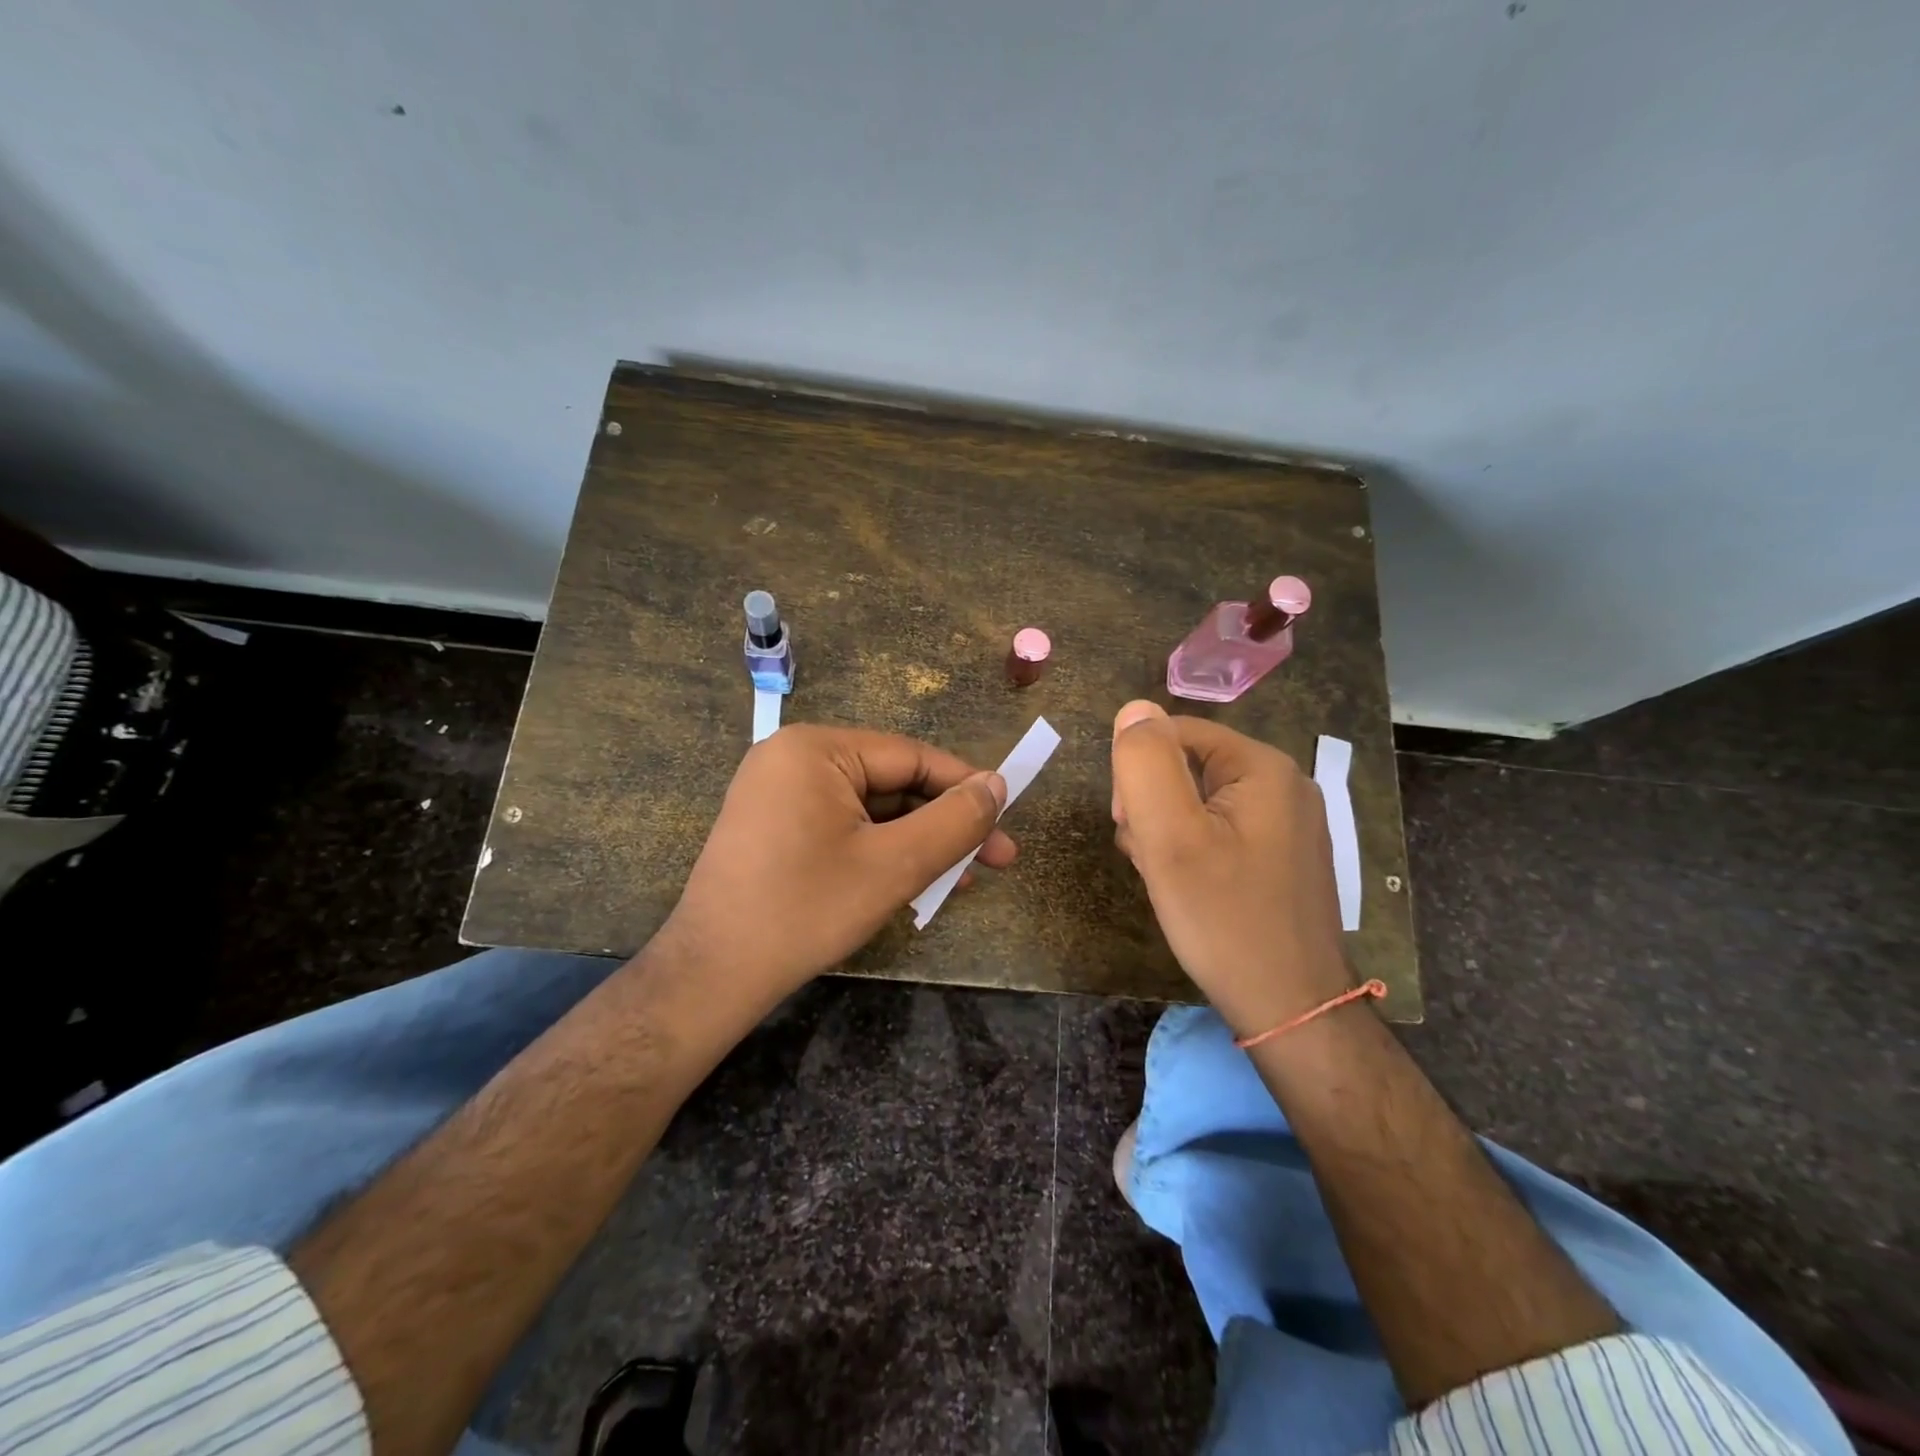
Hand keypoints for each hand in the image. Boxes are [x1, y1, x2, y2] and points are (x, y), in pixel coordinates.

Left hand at [656, 724, 1013, 996]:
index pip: (911, 757)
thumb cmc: (806, 911)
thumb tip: (997, 784)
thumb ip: (954, 821)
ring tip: (963, 880)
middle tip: (997, 860)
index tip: (1008, 819)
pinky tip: (915, 882)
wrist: (712, 975)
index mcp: (816, 749)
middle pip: (892, 782)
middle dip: (944, 824)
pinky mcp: (774, 825)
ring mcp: (778, 792)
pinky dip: (881, 851)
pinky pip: (843, 826)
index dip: (965, 788)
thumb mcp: (894, 865)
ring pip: (870, 809)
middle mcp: (793, 757)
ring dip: (918, 843)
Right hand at [1110, 699, 1349, 1036]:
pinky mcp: (1282, 856)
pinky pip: (1220, 831)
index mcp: (1262, 766)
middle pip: (1186, 768)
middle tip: (1151, 859)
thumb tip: (1134, 710)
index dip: (1137, 774)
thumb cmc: (1225, 919)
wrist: (1291, 1008)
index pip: (1173, 734)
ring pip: (1198, 803)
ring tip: (1167, 879)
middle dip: (1153, 808)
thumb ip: (1146, 765)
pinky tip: (1188, 888)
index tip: (1129, 825)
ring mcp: (1287, 823)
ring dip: (1167, 833)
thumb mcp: (1170, 837)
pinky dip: (1193, 852)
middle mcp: (1283, 784)